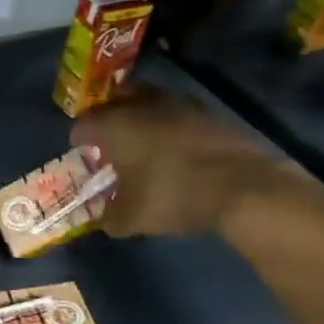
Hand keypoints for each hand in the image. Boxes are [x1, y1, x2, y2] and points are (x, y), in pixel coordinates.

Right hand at [72, 86, 283, 237]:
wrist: (244, 186)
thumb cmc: (172, 195)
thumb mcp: (132, 218)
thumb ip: (110, 218)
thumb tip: (103, 221)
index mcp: (114, 124)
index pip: (83, 124)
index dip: (79, 140)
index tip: (83, 156)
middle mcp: (143, 105)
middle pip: (115, 102)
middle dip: (108, 119)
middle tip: (110, 143)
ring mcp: (180, 105)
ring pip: (148, 103)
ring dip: (141, 119)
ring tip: (144, 146)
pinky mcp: (210, 114)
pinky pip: (177, 115)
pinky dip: (170, 128)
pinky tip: (176, 152)